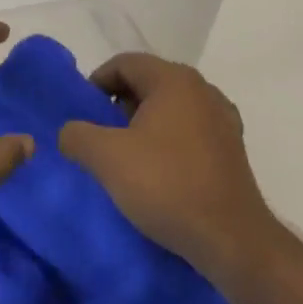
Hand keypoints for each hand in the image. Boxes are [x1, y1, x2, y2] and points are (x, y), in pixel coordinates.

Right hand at [58, 53, 275, 281]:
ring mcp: (223, 119)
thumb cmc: (166, 185)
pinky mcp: (232, 149)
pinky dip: (167, 142)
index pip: (124, 63)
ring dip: (143, 125)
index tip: (83, 114)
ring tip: (126, 157)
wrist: (231, 239)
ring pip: (169, 108)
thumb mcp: (106, 157)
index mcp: (174, 80)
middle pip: (148, 82)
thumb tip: (70, 132)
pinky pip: (189, 131)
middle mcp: (203, 89)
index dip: (96, 83)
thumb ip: (77, 135)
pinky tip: (158, 172)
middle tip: (100, 136)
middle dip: (118, 105)